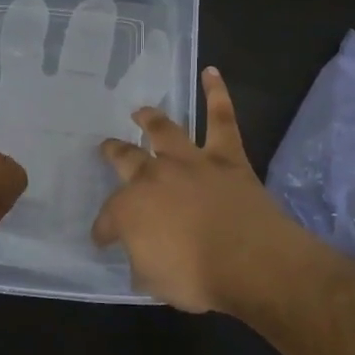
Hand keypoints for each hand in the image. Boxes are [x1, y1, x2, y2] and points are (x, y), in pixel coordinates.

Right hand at [93, 67, 294, 312]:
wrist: (250, 261)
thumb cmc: (197, 277)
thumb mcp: (153, 282)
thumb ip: (141, 263)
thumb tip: (139, 257)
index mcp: (130, 209)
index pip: (108, 219)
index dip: (104, 229)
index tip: (103, 239)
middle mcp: (154, 176)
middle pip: (127, 159)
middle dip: (115, 154)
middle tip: (108, 148)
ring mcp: (190, 161)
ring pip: (165, 130)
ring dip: (151, 119)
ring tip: (141, 111)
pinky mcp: (226, 156)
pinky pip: (221, 118)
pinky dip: (216, 93)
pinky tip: (211, 72)